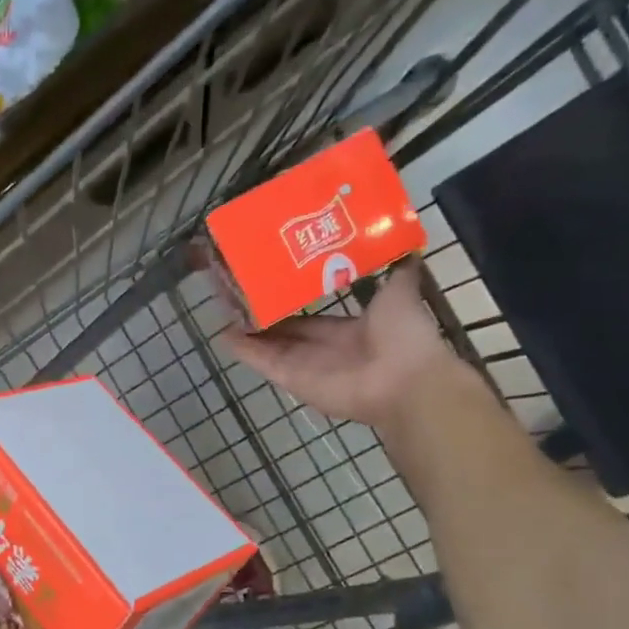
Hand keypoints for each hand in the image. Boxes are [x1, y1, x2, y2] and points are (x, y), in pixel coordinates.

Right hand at [220, 262, 465, 427]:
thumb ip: (398, 274)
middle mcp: (322, 349)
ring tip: (222, 309)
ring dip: (247, 331)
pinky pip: (263, 362)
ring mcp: (304, 365)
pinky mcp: (291, 378)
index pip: (310, 317)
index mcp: (348, 330)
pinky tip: (222, 334)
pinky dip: (243, 350)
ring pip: (268, 346)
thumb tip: (406, 247)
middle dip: (264, 315)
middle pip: (284, 331)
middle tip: (238, 293)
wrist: (403, 381)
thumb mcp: (401, 295)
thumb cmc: (404, 337)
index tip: (271, 285)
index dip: (291, 303)